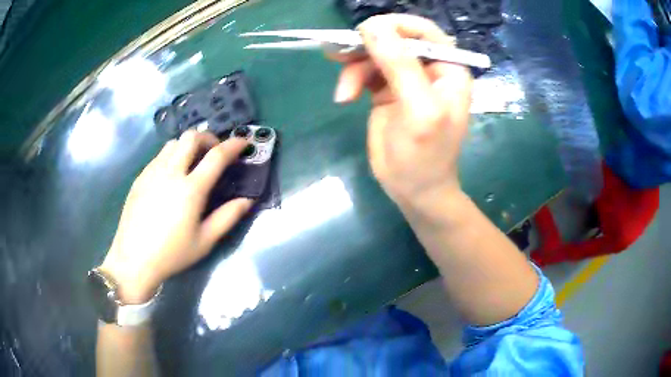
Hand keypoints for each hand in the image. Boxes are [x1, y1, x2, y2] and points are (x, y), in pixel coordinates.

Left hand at [100, 130, 253, 303]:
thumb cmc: (172, 254)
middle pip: (191, 137)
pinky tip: (171, 176)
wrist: (134, 260)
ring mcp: (152, 172)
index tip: (243, 141)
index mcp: (190, 189)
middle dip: (208, 138)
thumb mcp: (205, 241)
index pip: (216, 156)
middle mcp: (171, 173)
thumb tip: (247, 200)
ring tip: (192, 162)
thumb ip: (228, 217)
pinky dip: (172, 156)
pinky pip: (159, 156)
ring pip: (173, 143)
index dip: (233, 145)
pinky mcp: (140, 177)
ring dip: (188, 145)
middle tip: (214, 152)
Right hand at [332, 14, 471, 208]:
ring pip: (374, 53)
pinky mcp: (386, 90)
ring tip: (344, 93)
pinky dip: (351, 79)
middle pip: (394, 38)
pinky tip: (344, 97)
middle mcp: (428, 68)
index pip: (423, 31)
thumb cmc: (425, 157)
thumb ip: (400, 65)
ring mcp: (406, 78)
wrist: (413, 190)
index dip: (394, 25)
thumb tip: (371, 26)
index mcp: (448, 69)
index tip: (364, 32)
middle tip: (339, 55)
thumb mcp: (419, 110)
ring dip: (354, 67)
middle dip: (367, 46)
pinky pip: (365, 70)